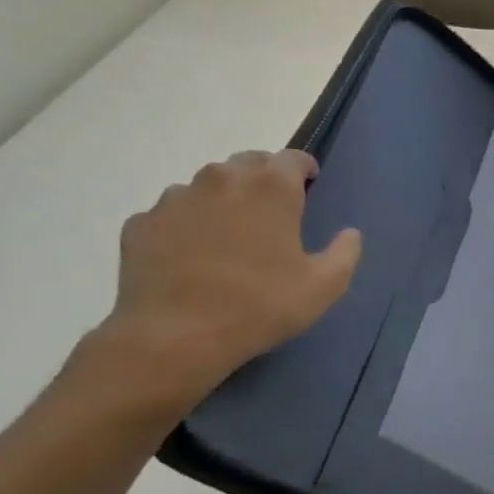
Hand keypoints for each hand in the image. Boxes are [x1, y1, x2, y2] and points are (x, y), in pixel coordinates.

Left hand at [90, 149, 361, 413]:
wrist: (176, 335)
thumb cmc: (261, 306)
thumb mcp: (325, 286)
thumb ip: (345, 253)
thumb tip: (350, 234)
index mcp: (270, 188)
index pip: (292, 158)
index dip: (305, 170)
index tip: (310, 188)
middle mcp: (221, 179)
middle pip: (248, 163)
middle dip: (265, 179)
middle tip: (274, 214)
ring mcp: (175, 198)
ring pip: (208, 186)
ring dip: (225, 201)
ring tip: (231, 239)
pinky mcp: (143, 222)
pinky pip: (174, 214)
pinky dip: (188, 226)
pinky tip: (194, 258)